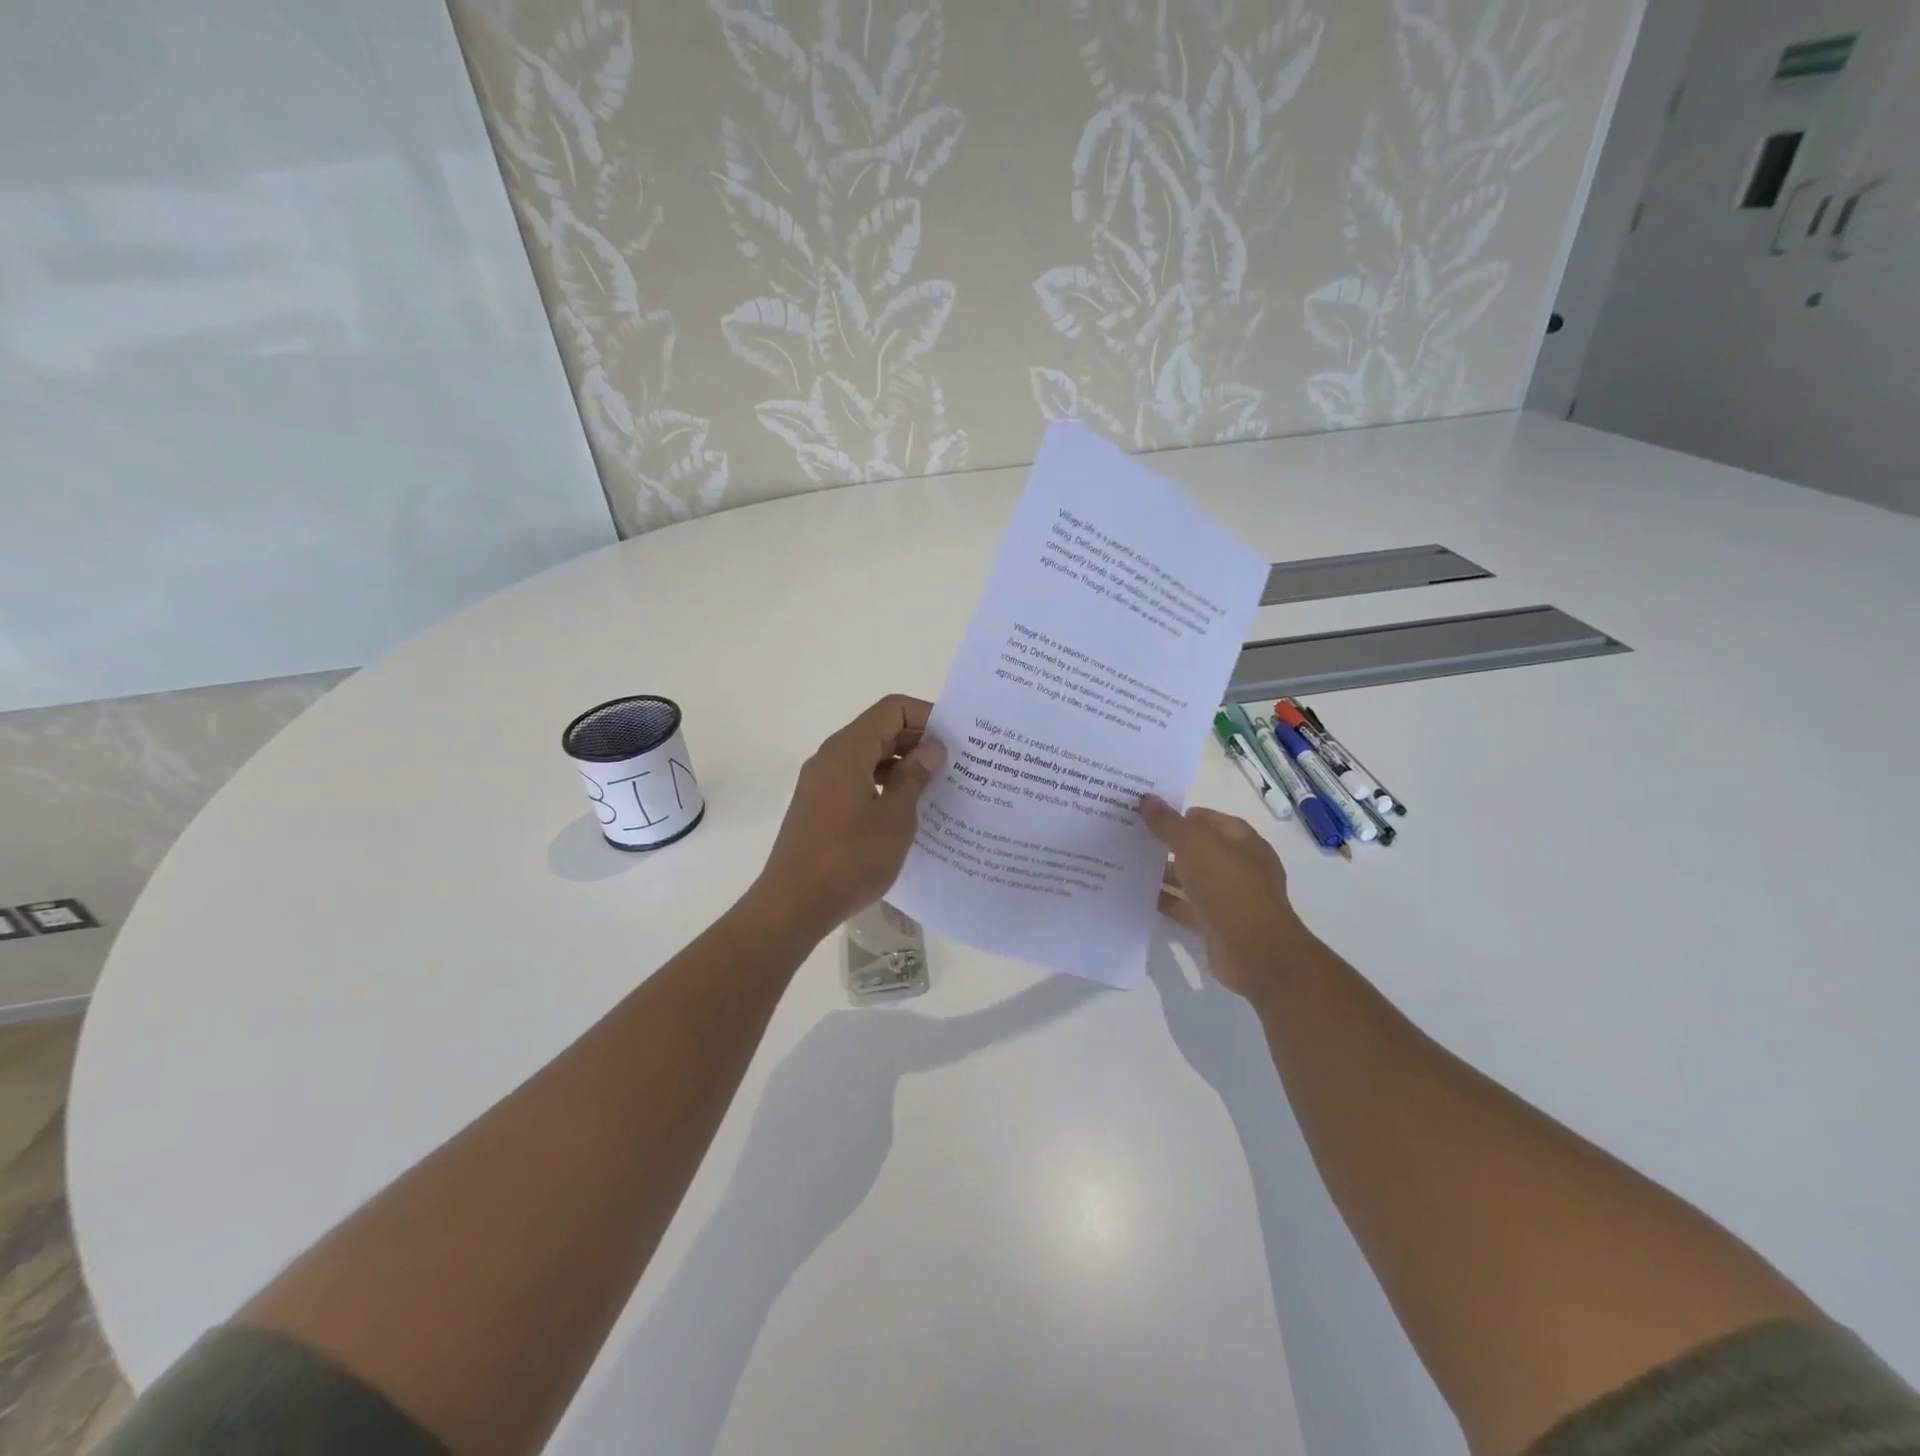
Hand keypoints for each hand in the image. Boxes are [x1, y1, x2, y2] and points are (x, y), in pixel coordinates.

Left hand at [753, 695, 946, 937]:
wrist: (794, 904)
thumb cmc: (850, 858)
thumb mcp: (895, 817)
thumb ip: (915, 777)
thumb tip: (932, 748)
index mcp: (848, 750)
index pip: (892, 709)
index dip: (926, 715)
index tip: (957, 739)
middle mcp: (831, 757)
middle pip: (880, 730)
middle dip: (918, 741)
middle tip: (956, 764)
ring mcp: (821, 783)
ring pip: (869, 757)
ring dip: (902, 766)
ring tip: (938, 787)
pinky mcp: (819, 807)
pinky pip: (857, 780)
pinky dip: (884, 785)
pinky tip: (907, 811)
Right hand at [1141, 795, 1310, 1003]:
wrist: (1254, 951)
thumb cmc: (1229, 887)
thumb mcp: (1194, 845)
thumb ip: (1169, 823)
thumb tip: (1148, 799)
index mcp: (1244, 843)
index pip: (1212, 820)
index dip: (1184, 814)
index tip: (1152, 813)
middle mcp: (1240, 868)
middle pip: (1200, 850)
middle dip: (1170, 843)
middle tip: (1134, 836)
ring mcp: (1229, 899)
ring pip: (1191, 879)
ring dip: (1165, 873)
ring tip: (1128, 863)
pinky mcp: (1216, 925)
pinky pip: (1186, 907)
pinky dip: (1166, 901)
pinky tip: (1137, 895)